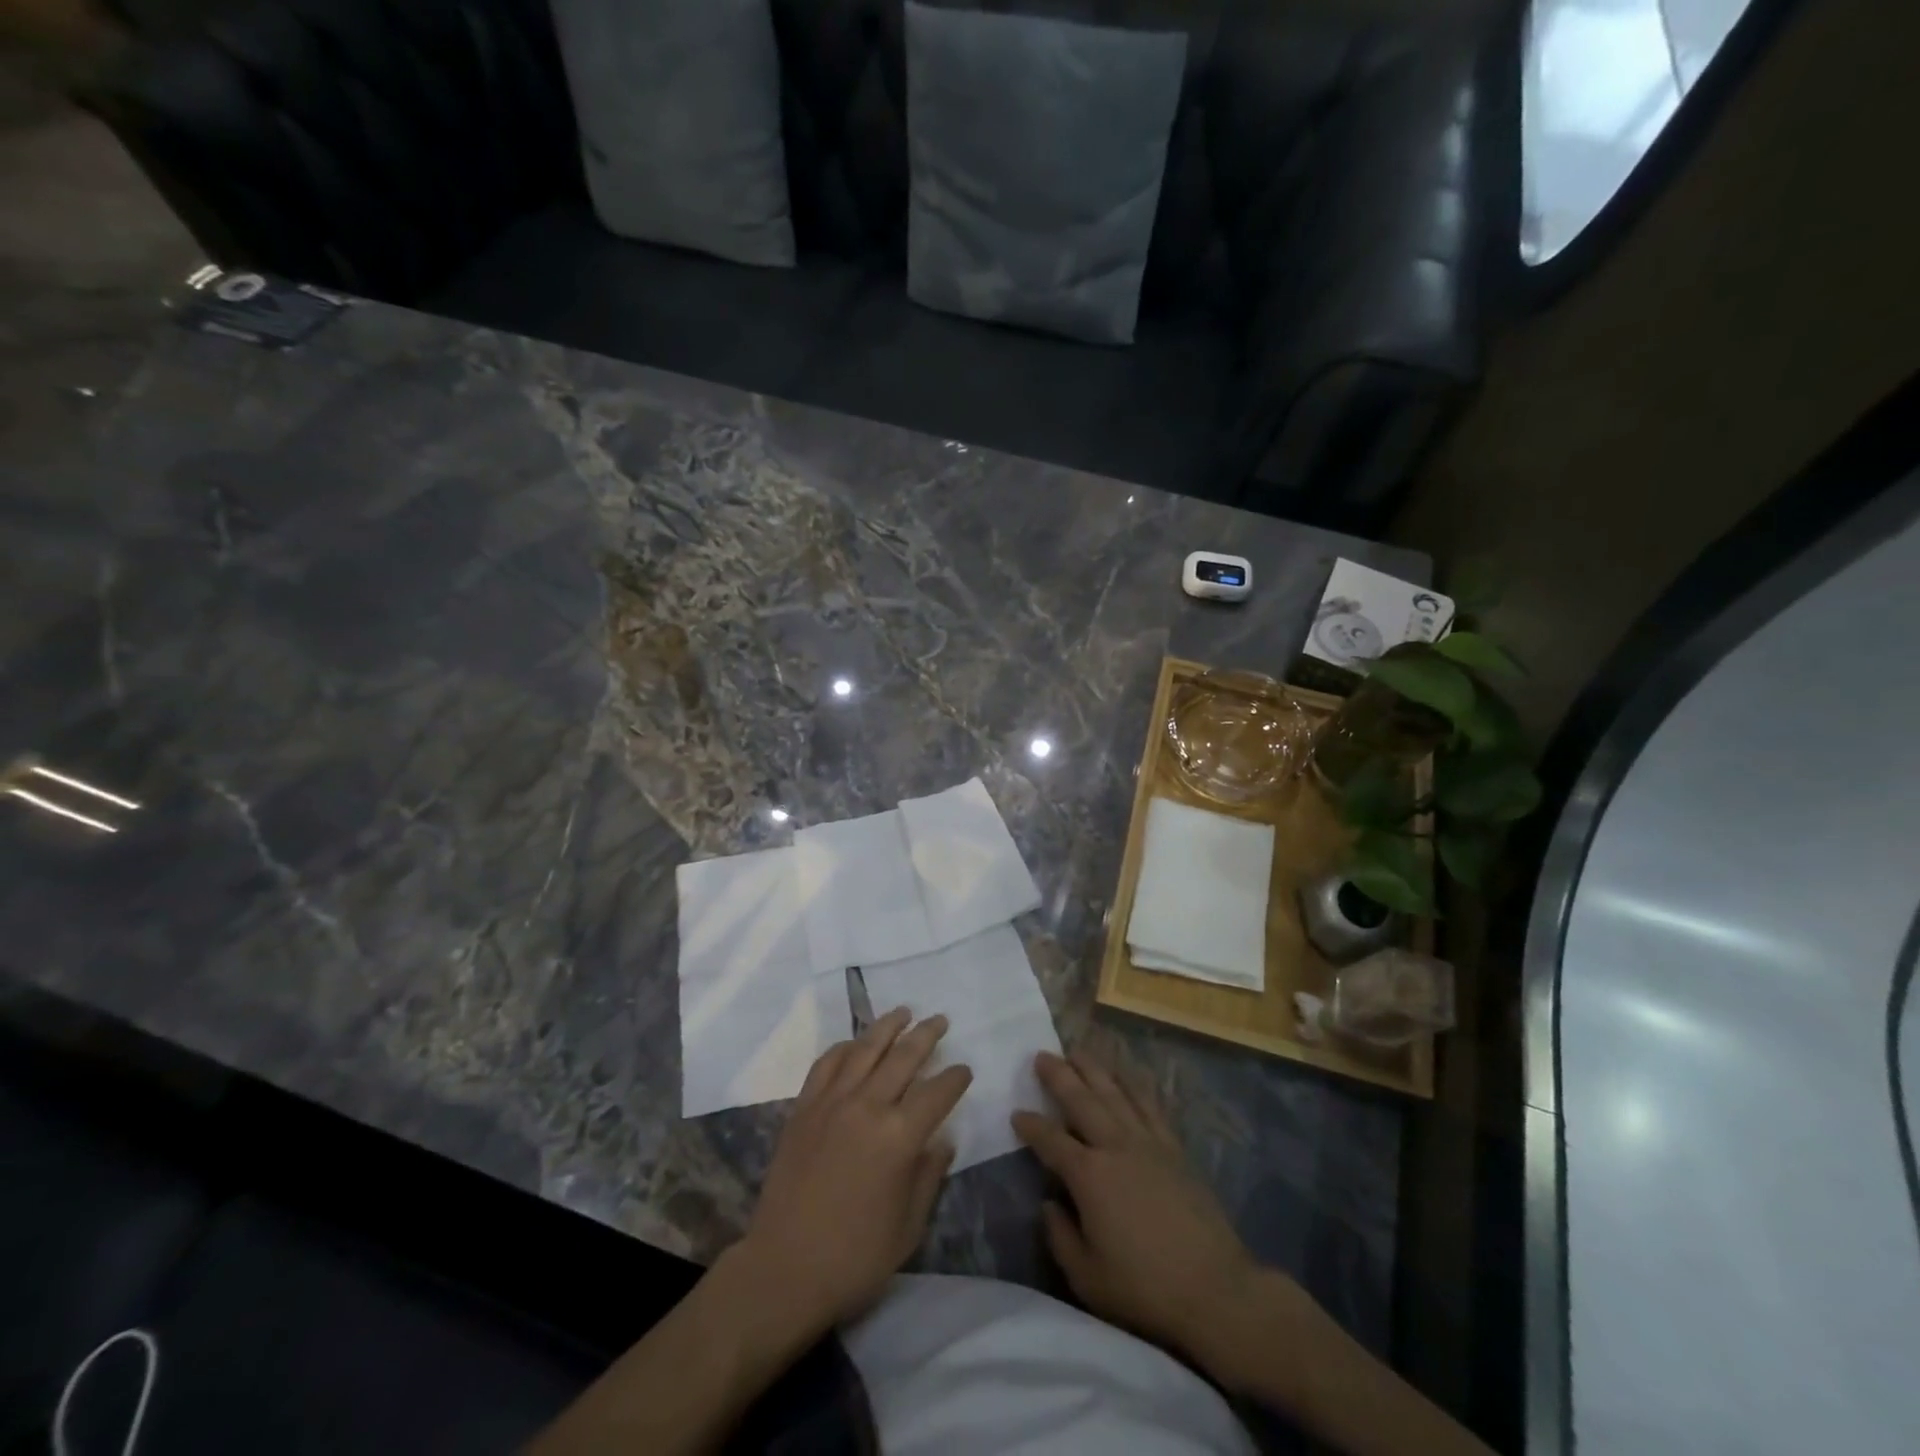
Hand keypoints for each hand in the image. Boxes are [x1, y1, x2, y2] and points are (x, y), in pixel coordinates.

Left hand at [734, 1008, 971, 1337]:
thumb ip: (929, 1176)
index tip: (964, 1070)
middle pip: (903, 1057)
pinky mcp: (804, 1108)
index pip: (937, 1092)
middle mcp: (867, 1107)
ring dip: (887, 1026)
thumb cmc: (854, 1259)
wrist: (783, 1270)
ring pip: (865, 1049)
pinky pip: (827, 1064)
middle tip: (940, 1020)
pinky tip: (855, 1043)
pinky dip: (845, 1047)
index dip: (955, 1078)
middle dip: (927, 1035)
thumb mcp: (908, 1227)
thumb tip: (942, 1140)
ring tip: (903, 1011)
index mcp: (899, 1138)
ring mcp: (831, 1103)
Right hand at [1012, 1049, 1268, 1365]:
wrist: (1215, 1288)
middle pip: (1081, 1100)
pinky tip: (1126, 1074)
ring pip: (1114, 1093)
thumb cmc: (1144, 1288)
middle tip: (1041, 1054)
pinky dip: (1134, 1084)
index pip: (1050, 1140)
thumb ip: (1060, 1236)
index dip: (1031, 1125)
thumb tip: (1048, 1204)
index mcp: (1089, 1176)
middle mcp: (1115, 1146)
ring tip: (1077, 1051)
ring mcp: (1147, 1142)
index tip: (1017, 1114)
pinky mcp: (1174, 1147)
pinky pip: (1150, 1104)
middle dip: (1059, 1075)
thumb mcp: (1087, 1277)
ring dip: (1093, 1069)